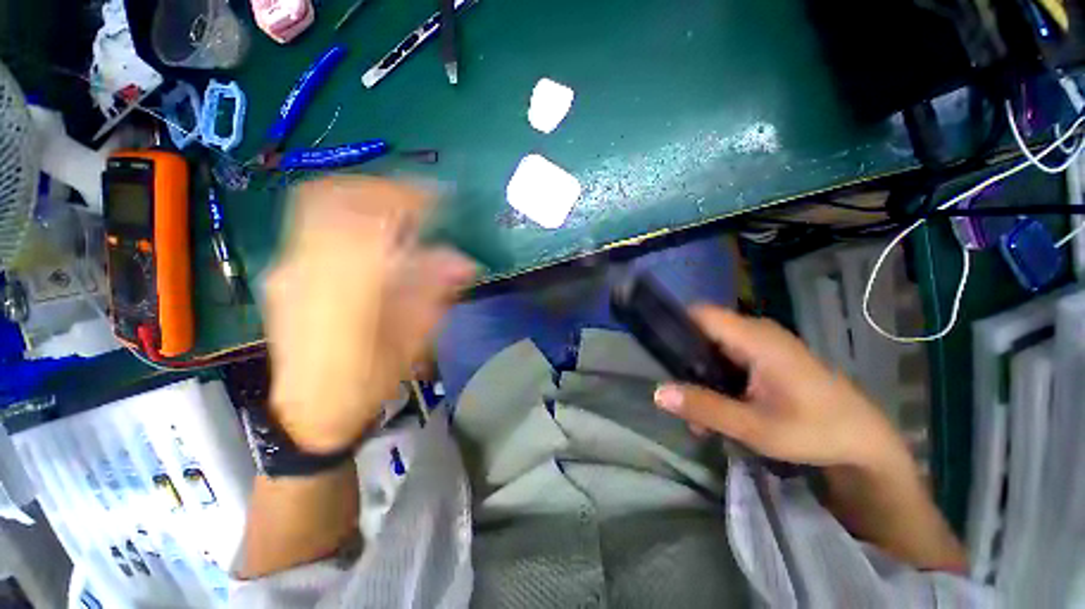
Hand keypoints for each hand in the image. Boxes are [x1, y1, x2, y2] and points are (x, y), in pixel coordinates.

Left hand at [265, 177, 474, 452]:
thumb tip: (466, 261)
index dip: (407, 201)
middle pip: (334, 198)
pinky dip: (349, 212)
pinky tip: (375, 228)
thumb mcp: (414, 341)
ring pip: (318, 204)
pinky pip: (315, 222)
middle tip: (417, 198)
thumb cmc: (368, 382)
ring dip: (364, 195)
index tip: (439, 198)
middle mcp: (307, 270)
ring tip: (399, 207)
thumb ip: (435, 294)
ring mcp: (288, 267)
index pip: (371, 222)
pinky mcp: (284, 271)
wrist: (309, 410)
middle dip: (381, 188)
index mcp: (345, 292)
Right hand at [653, 306, 907, 469]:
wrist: (865, 444)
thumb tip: (658, 393)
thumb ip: (705, 408)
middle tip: (679, 392)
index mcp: (756, 339)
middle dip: (686, 360)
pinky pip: (731, 359)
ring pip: (716, 348)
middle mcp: (757, 333)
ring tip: (697, 412)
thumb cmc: (816, 432)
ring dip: (701, 375)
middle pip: (705, 332)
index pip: (702, 314)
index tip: (658, 350)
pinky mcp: (769, 358)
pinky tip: (719, 409)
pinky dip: (718, 379)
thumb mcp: (755, 428)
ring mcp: (764, 345)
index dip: (676, 324)